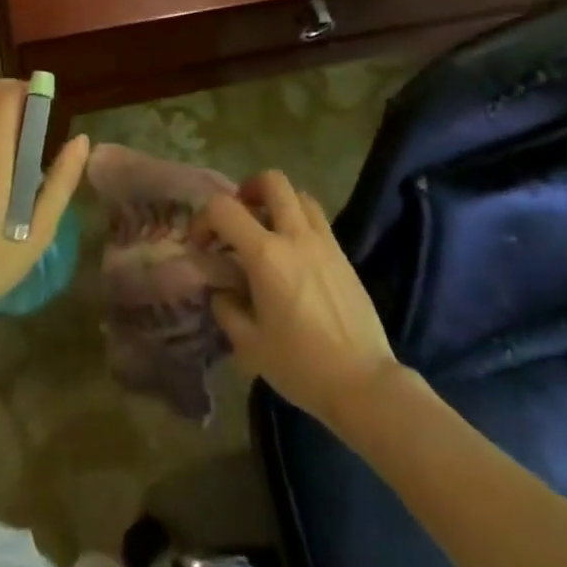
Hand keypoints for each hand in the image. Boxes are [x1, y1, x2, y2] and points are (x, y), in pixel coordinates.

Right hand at [197, 171, 401, 430]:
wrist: (364, 384)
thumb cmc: (302, 366)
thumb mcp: (250, 345)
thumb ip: (226, 309)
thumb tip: (221, 291)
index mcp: (265, 254)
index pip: (223, 208)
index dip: (204, 218)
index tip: (202, 245)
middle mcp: (295, 236)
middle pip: (272, 181)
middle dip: (248, 189)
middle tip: (240, 217)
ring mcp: (324, 242)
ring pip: (299, 195)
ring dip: (278, 203)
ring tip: (268, 231)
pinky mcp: (343, 256)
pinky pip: (318, 220)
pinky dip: (300, 222)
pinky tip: (294, 256)